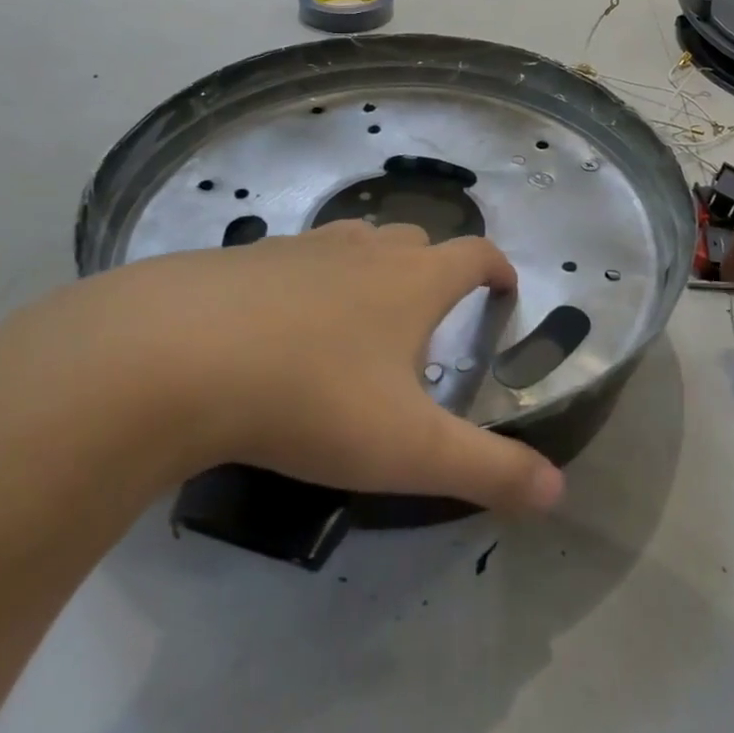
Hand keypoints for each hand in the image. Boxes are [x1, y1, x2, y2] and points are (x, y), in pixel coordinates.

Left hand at [0, 222, 564, 512]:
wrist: (174, 356)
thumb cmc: (312, 398)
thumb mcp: (408, 450)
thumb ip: (488, 470)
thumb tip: (559, 492)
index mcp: (412, 280)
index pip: (474, 254)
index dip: (497, 268)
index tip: (503, 289)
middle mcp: (363, 250)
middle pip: (416, 240)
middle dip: (434, 269)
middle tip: (428, 320)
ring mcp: (300, 247)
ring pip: (354, 242)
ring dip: (372, 269)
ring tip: (361, 319)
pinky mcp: (244, 258)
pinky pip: (295, 258)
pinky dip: (309, 280)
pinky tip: (282, 326)